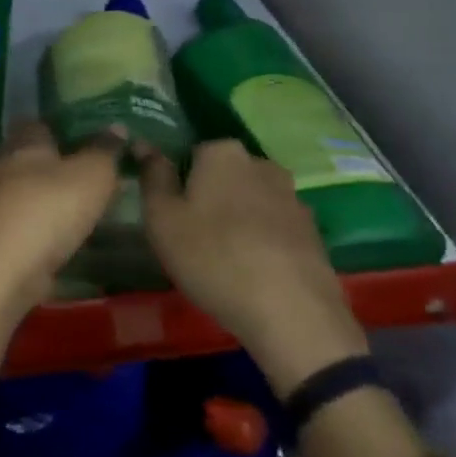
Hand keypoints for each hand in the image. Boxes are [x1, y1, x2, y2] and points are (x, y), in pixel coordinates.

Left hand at [0, 121, 122, 319]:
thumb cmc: (48, 211)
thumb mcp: (92, 176)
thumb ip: (105, 150)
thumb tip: (116, 127)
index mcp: (21, 141)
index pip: (42, 123)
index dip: (67, 130)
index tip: (92, 143)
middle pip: (29, 157)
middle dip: (55, 167)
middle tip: (89, 180)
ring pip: (20, 190)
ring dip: (42, 199)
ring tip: (75, 212)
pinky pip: (13, 221)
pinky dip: (32, 226)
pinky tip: (52, 240)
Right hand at [139, 139, 367, 384]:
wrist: (291, 312)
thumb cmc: (213, 257)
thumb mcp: (163, 218)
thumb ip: (153, 176)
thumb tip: (143, 144)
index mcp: (223, 153)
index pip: (191, 154)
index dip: (179, 184)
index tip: (172, 216)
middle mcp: (262, 164)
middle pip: (224, 176)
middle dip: (210, 198)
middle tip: (194, 238)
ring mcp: (293, 197)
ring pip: (251, 201)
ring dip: (238, 220)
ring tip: (225, 260)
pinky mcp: (313, 231)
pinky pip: (275, 227)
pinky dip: (263, 241)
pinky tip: (254, 271)